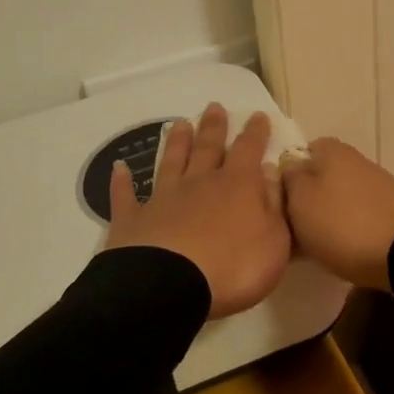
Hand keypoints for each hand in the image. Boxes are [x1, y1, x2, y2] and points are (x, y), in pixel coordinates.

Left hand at [103, 103, 291, 319]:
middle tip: (213, 106)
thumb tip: (269, 172)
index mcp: (237, 186)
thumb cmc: (233, 267)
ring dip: (176, 143)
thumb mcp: (274, 241)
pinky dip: (122, 182)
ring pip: (171, 163)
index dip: (255, 133)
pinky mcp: (132, 220)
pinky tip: (119, 168)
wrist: (169, 286)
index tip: (256, 115)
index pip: (248, 150)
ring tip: (179, 124)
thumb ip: (274, 204)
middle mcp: (199, 184)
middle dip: (213, 127)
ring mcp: (163, 199)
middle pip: (207, 149)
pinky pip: (126, 196)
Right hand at [279, 137, 393, 291]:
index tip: (281, 199)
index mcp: (333, 151)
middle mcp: (357, 161)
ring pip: (340, 197)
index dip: (289, 173)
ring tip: (317, 245)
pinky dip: (350, 229)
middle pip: (323, 176)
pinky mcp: (393, 211)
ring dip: (329, 216)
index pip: (303, 150)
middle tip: (295, 227)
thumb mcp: (300, 200)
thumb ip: (289, 178)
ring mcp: (379, 186)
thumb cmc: (342, 223)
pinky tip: (344, 250)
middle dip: (309, 198)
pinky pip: (360, 216)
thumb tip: (290, 167)